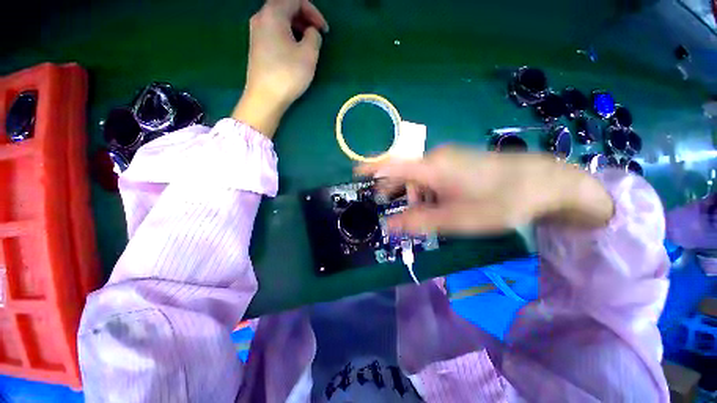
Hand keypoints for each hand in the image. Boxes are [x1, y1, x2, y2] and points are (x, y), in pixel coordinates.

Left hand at [232, 0, 327, 137]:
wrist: (265, 97)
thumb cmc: (287, 74)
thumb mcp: (308, 55)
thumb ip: (314, 37)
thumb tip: (311, 32)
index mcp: (273, 13)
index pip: (295, 0)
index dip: (313, 12)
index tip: (324, 30)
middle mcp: (261, 17)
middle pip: (285, 7)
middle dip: (305, 18)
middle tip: (317, 35)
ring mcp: (256, 32)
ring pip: (280, 20)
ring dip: (297, 28)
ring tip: (308, 45)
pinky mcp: (256, 46)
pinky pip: (274, 32)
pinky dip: (287, 35)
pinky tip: (294, 51)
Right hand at [356, 146, 614, 234]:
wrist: (542, 182)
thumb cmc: (499, 202)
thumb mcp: (456, 219)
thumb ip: (419, 221)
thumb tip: (390, 225)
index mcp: (430, 168)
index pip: (390, 164)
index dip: (370, 168)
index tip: (355, 174)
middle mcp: (435, 158)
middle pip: (403, 174)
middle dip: (397, 194)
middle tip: (400, 215)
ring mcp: (447, 158)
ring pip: (418, 177)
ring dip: (416, 196)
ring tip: (430, 215)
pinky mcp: (456, 161)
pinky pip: (431, 176)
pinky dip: (427, 191)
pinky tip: (442, 204)